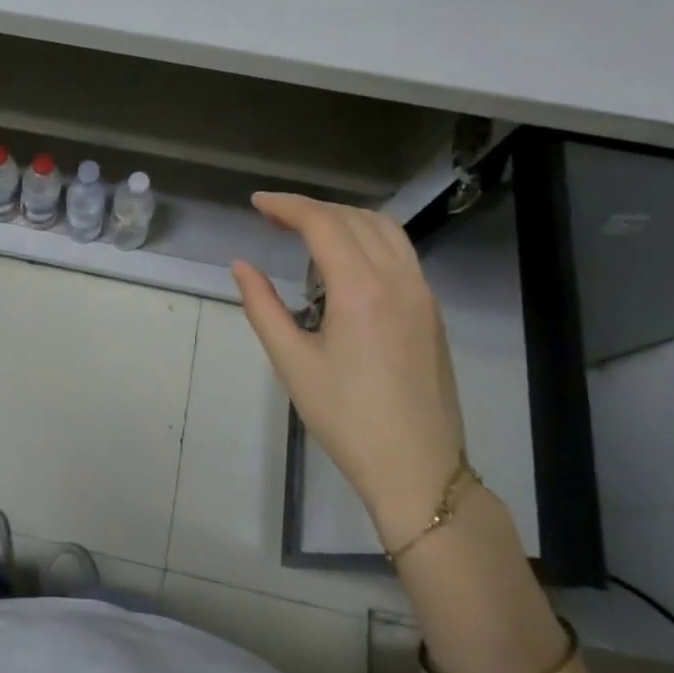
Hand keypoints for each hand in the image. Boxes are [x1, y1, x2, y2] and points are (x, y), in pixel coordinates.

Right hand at [231, 193, 465, 549]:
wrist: (418, 469)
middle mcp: (398, 280)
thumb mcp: (292, 362)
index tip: (256, 203)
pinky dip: (368, 239)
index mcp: (361, 290)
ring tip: (307, 232)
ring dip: (344, 218)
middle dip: (311, 208)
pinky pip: (401, 253)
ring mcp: (422, 294)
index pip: (323, 223)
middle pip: (354, 218)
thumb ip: (263, 306)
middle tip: (272, 219)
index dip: (286, 205)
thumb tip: (242, 266)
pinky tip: (344, 263)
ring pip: (385, 230)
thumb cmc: (346, 418)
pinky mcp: (431, 312)